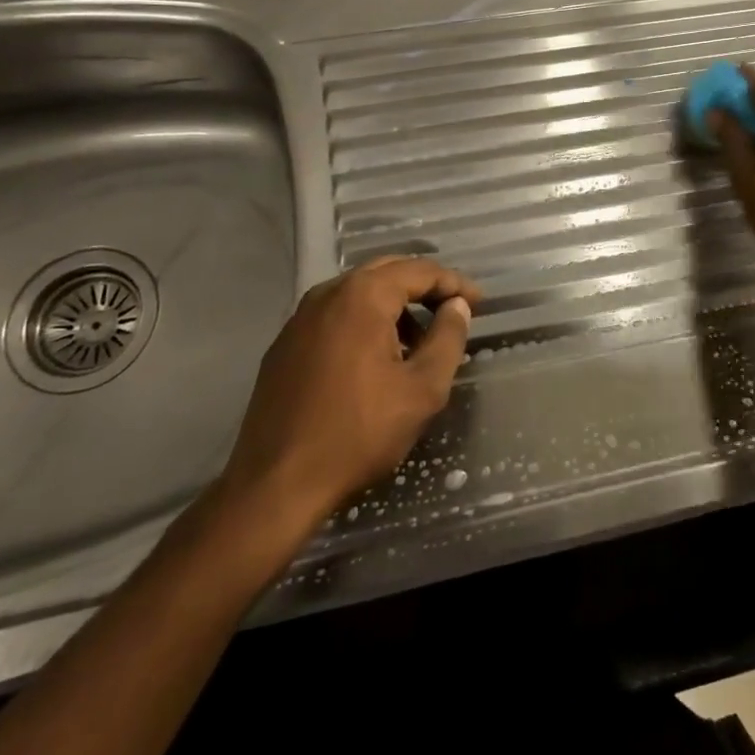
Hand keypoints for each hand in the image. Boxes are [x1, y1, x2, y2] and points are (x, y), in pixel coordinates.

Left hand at [208, 257, 480, 542]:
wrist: (275, 484)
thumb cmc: (358, 433)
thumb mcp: (422, 389)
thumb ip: (447, 339)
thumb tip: (457, 307)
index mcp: (363, 296)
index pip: (419, 271)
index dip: (454, 283)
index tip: (479, 303)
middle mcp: (328, 294)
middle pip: (387, 272)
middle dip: (424, 287)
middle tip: (452, 310)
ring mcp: (300, 318)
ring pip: (359, 292)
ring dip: (394, 305)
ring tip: (417, 341)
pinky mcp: (285, 344)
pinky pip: (336, 315)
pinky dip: (364, 321)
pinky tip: (375, 358)